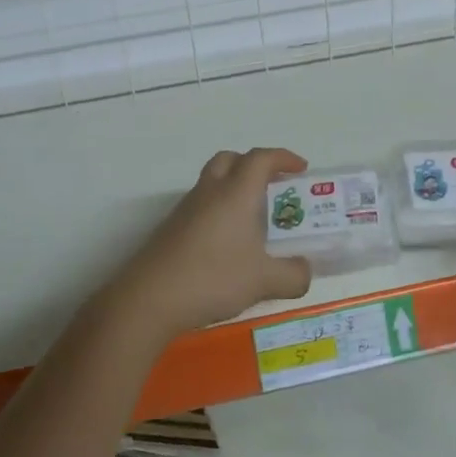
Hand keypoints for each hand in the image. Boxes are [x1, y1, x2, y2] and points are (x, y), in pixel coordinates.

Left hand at [88, 148, 313, 340]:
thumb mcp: (264, 281)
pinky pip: (200, 206)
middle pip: (230, 159)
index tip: (300, 168)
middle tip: (272, 186)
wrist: (150, 298)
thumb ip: (293, 275)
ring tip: (252, 219)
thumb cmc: (213, 278)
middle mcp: (210, 192)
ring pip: (212, 182)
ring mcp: (185, 209)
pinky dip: (217, 211)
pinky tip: (226, 244)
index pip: (261, 158)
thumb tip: (305, 271)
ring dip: (233, 188)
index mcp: (236, 193)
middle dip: (253, 165)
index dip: (283, 158)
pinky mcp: (170, 229)